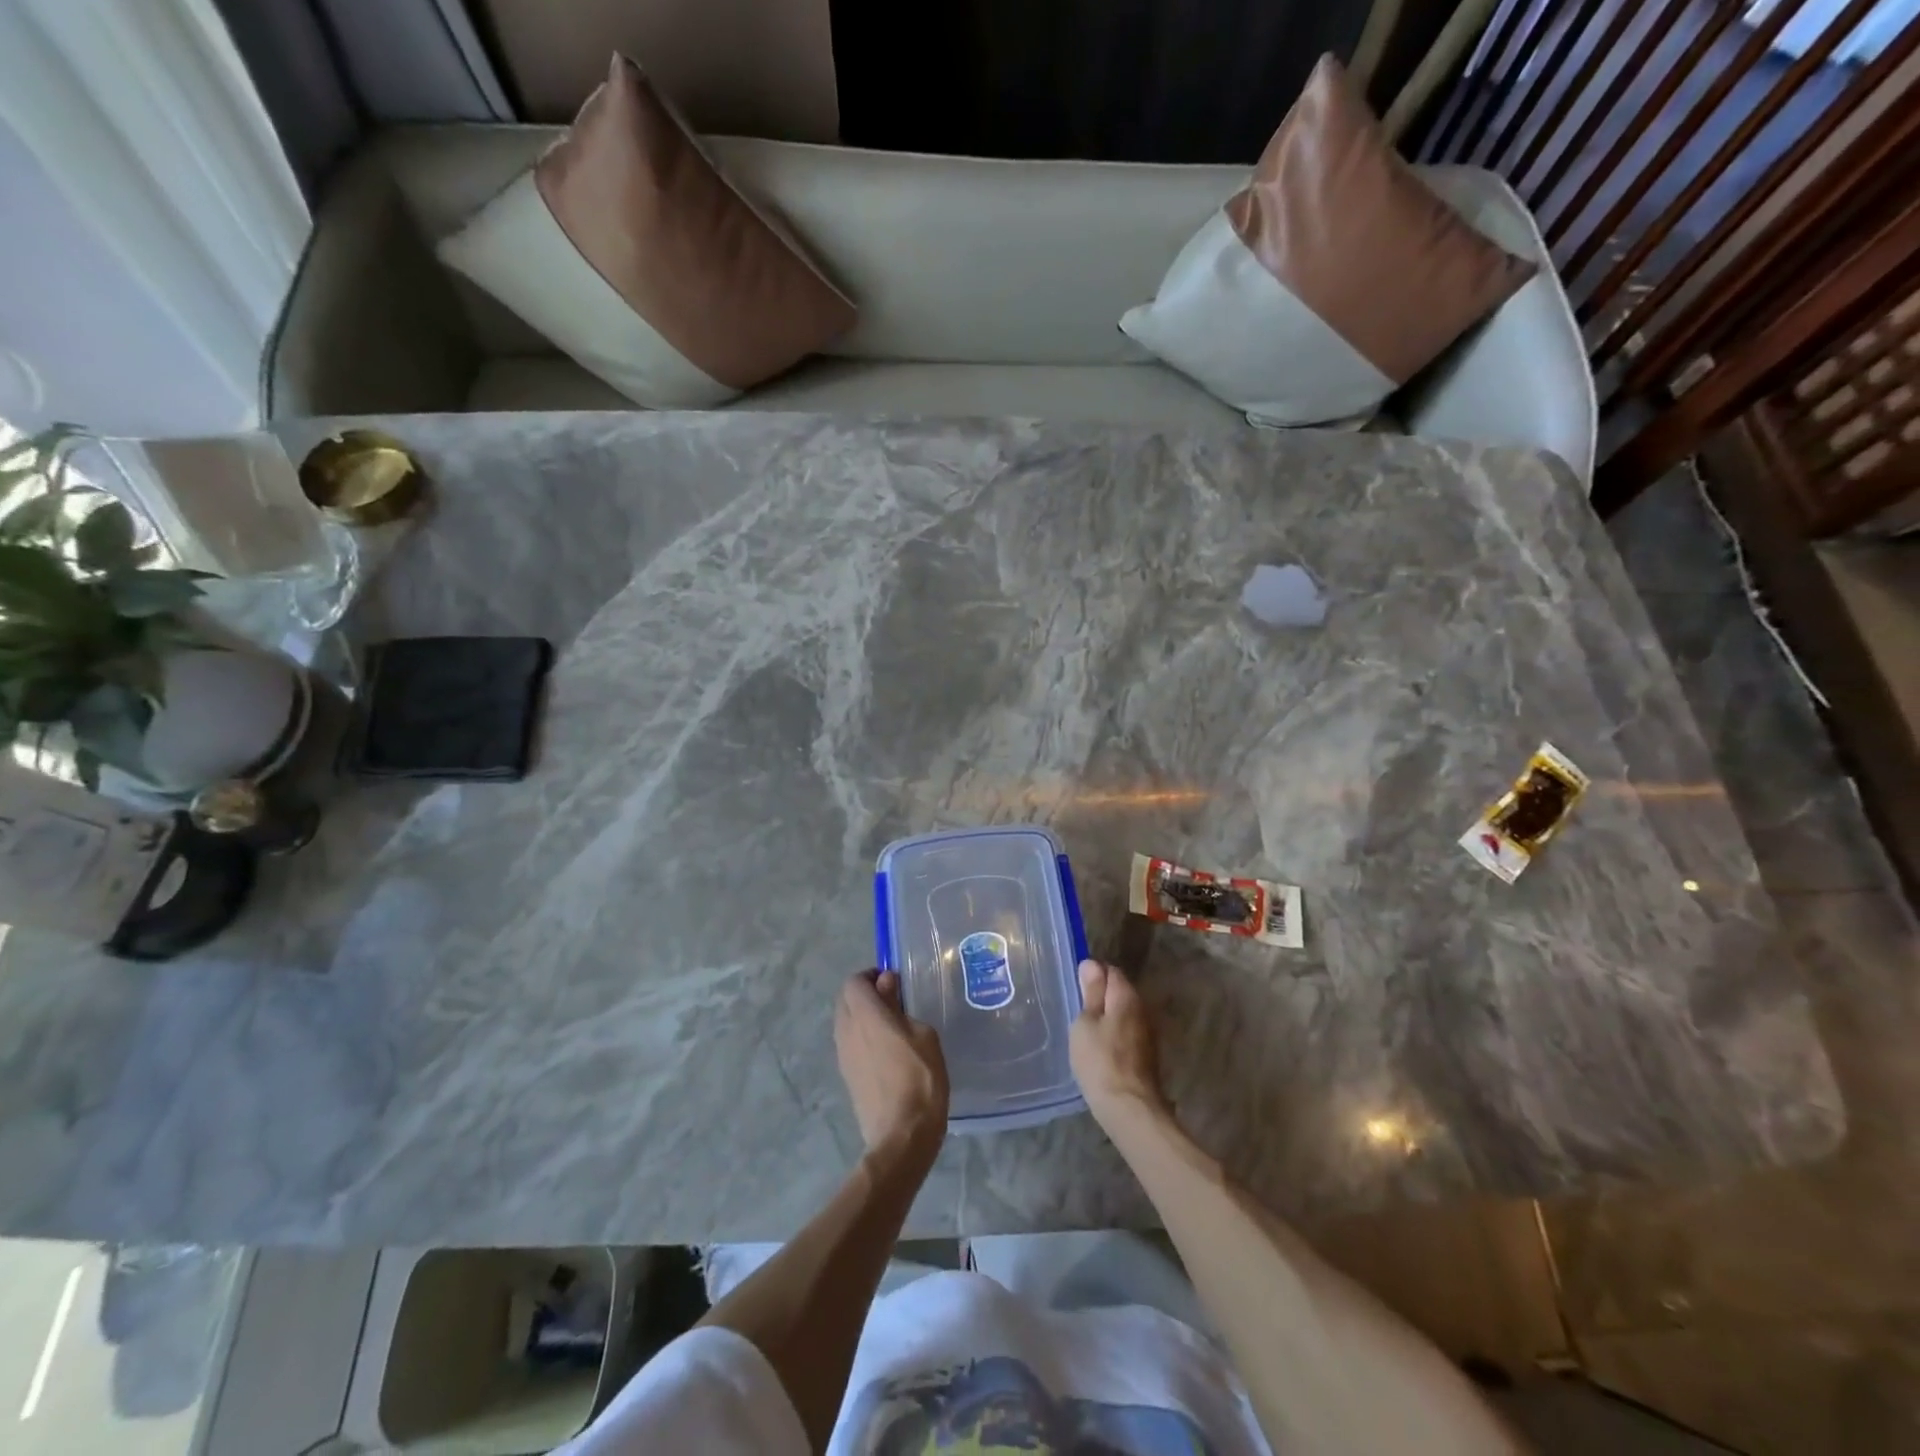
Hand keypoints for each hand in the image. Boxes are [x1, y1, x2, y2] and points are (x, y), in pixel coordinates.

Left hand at [835, 970, 948, 1166]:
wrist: (901, 1136)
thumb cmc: (919, 1078)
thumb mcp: (923, 1034)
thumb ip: (899, 1005)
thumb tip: (886, 984)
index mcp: (864, 1015)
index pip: (853, 981)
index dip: (871, 976)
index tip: (893, 983)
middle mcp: (846, 1031)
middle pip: (845, 1000)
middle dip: (865, 995)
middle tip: (894, 1002)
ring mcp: (843, 1056)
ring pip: (845, 1023)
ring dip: (863, 1017)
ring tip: (892, 1027)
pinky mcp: (847, 1076)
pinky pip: (850, 1044)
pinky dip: (863, 1038)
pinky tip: (887, 1053)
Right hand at [1070, 959, 1167, 1128]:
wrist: (1129, 1108)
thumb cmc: (1100, 1061)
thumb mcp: (1085, 1023)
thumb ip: (1091, 992)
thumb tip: (1092, 964)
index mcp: (1126, 996)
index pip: (1111, 970)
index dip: (1092, 974)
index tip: (1075, 987)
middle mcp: (1142, 1008)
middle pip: (1119, 991)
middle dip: (1100, 996)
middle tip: (1076, 1010)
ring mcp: (1147, 1032)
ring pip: (1123, 1013)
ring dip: (1107, 1016)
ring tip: (1085, 1030)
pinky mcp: (1147, 1053)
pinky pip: (1127, 1032)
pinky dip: (1114, 1033)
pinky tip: (1100, 1048)